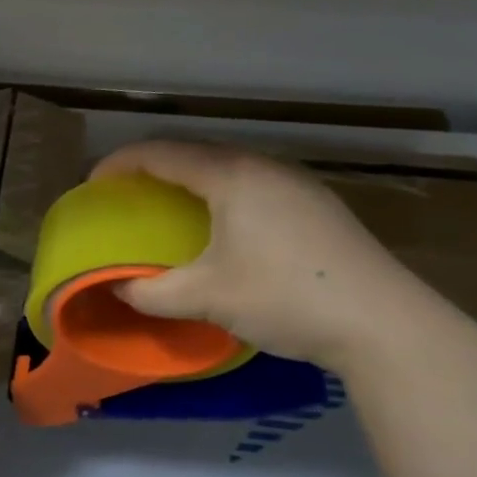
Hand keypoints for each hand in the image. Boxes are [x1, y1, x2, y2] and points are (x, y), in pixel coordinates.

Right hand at [91, 141, 462, 372]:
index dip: (120, 163)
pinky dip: (220, 195)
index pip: (162, 153)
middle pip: (196, 154)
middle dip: (153, 169)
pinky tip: (220, 226)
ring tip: (165, 208)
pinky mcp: (318, 206)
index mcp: (232, 177)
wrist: (384, 323)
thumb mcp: (204, 298)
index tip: (92, 184)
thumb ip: (149, 292)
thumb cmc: (283, 298)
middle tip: (125, 195)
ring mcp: (298, 185)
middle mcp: (266, 168)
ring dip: (190, 181)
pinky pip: (253, 185)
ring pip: (228, 169)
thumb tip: (116, 288)